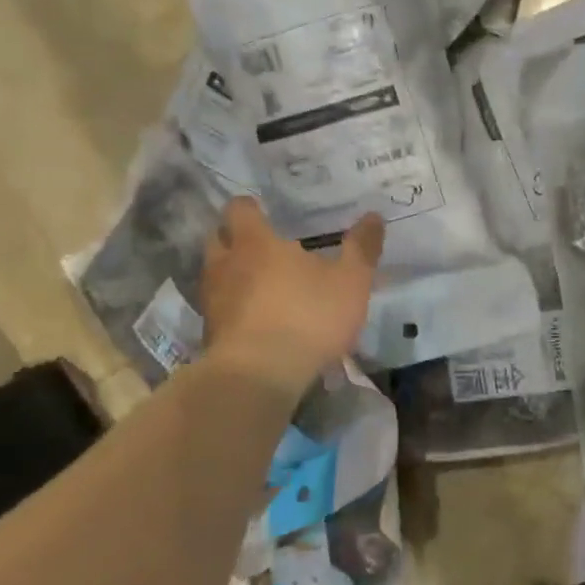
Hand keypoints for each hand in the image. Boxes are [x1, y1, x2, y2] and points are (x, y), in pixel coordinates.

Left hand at [202, 197, 383, 394]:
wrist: (260, 375)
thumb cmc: (308, 316)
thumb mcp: (350, 282)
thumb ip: (361, 249)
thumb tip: (374, 216)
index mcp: (255, 243)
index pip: (239, 210)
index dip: (250, 208)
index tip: (264, 212)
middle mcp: (225, 264)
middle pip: (218, 239)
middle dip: (235, 239)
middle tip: (261, 246)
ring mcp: (212, 300)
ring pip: (216, 275)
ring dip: (233, 275)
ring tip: (260, 285)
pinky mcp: (210, 333)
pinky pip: (220, 309)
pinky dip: (234, 308)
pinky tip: (256, 320)